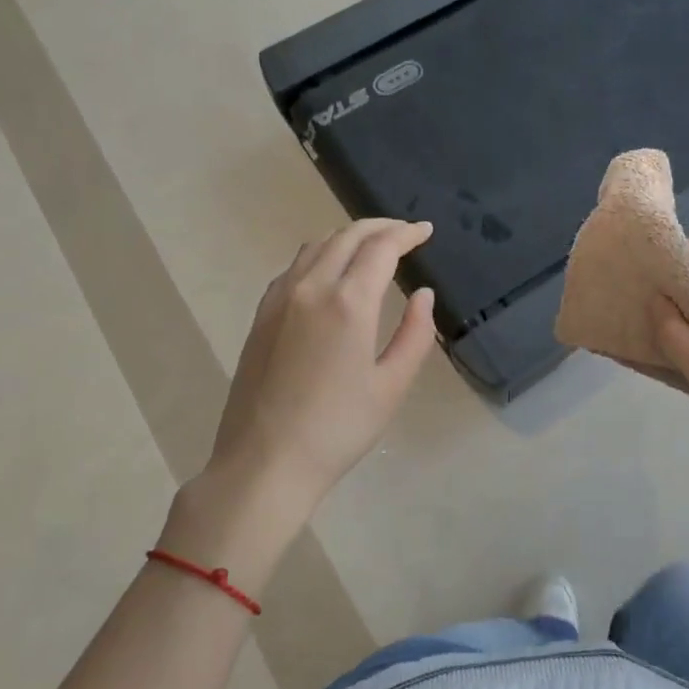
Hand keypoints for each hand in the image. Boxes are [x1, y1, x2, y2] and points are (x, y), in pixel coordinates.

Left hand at [205, 218, 438, 507]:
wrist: (264, 462)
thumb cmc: (338, 429)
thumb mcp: (391, 386)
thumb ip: (416, 334)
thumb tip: (423, 295)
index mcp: (348, 303)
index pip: (381, 247)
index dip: (407, 233)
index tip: (426, 231)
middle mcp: (311, 287)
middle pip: (347, 236)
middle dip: (380, 227)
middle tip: (405, 233)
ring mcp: (279, 298)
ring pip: (317, 245)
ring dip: (349, 236)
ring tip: (372, 247)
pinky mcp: (262, 314)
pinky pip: (295, 266)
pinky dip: (321, 254)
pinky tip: (331, 272)